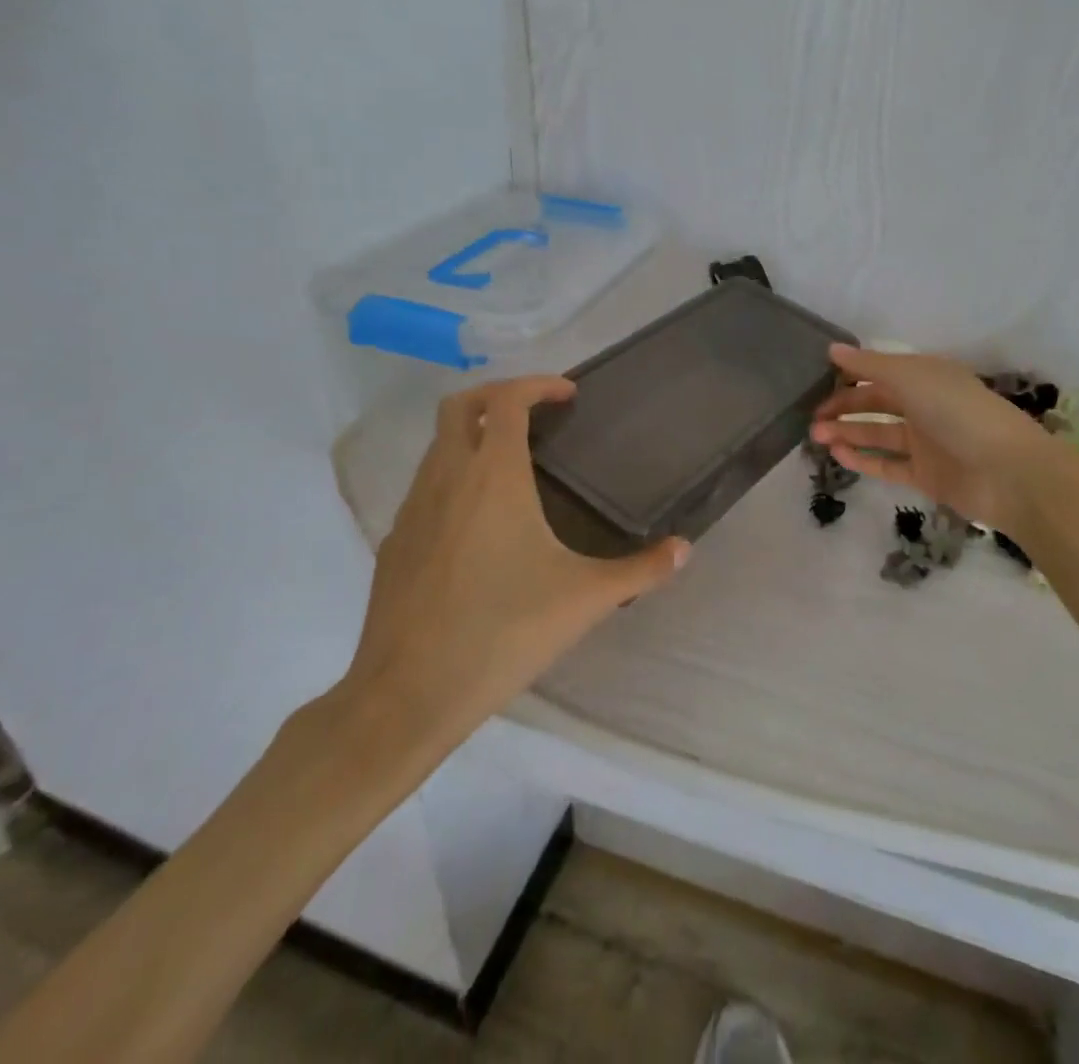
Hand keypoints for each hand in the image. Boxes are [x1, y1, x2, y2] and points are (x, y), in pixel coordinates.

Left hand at [333, 375, 688, 784]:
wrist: (407, 694)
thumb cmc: (503, 633)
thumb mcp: (584, 600)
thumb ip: (640, 570)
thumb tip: (684, 550)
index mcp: (493, 477)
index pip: (506, 400)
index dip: (538, 385)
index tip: (568, 395)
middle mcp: (446, 478)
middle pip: (459, 406)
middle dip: (497, 395)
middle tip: (536, 413)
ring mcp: (411, 509)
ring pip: (437, 445)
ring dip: (472, 435)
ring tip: (513, 463)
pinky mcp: (394, 541)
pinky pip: (424, 487)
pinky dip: (453, 477)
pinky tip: (479, 521)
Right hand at [811, 344, 1061, 532]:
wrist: (1008, 472)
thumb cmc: (959, 412)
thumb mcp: (912, 378)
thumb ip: (870, 365)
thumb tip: (832, 349)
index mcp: (926, 376)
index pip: (881, 371)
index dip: (850, 374)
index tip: (816, 380)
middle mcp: (925, 406)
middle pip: (876, 403)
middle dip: (843, 406)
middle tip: (812, 417)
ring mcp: (926, 442)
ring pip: (878, 435)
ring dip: (847, 433)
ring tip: (816, 437)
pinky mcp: (926, 475)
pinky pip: (888, 465)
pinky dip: (863, 460)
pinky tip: (838, 455)